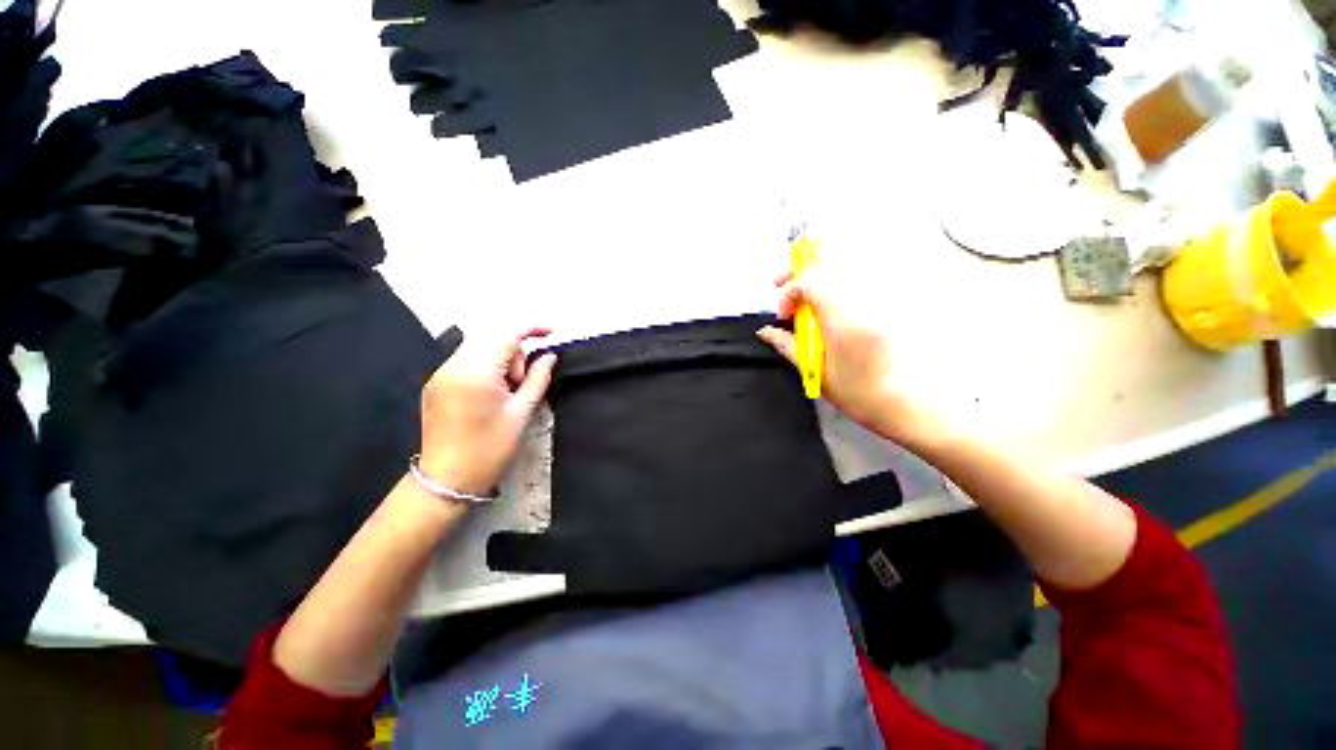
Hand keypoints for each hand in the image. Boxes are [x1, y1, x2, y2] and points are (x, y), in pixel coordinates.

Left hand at [418, 327, 556, 495]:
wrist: (446, 481)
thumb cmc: (490, 448)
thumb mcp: (522, 413)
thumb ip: (538, 378)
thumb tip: (549, 356)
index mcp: (476, 372)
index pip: (507, 334)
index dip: (532, 328)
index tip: (552, 331)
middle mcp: (452, 366)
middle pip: (492, 339)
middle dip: (514, 354)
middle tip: (521, 386)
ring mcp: (439, 375)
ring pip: (479, 350)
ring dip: (500, 362)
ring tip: (506, 394)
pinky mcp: (435, 385)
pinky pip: (466, 363)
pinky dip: (485, 369)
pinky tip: (490, 396)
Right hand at [757, 268, 937, 445]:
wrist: (907, 401)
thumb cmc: (861, 392)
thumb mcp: (816, 371)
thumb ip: (788, 345)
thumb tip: (766, 332)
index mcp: (844, 318)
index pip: (810, 281)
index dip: (788, 292)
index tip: (784, 316)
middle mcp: (864, 299)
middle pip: (829, 260)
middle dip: (800, 269)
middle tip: (782, 284)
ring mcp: (879, 297)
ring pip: (844, 264)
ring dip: (817, 272)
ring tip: (803, 290)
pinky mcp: (886, 302)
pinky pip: (857, 276)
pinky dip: (835, 280)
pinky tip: (827, 299)